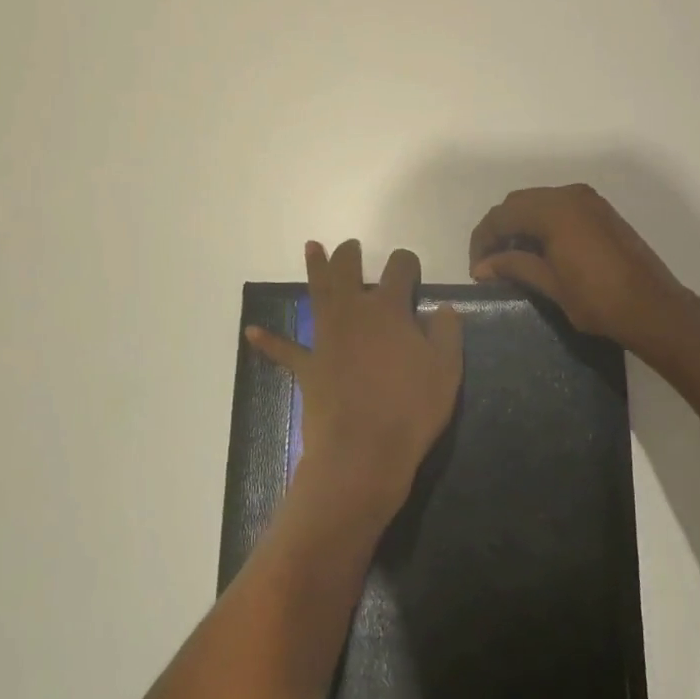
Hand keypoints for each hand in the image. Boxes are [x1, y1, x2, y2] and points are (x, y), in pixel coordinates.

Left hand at [245, 240, 463, 526]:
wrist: (363, 452)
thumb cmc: (410, 409)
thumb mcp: (446, 370)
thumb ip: (447, 333)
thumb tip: (444, 307)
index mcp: (389, 309)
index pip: (399, 269)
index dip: (407, 263)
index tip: (410, 269)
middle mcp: (353, 312)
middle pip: (349, 270)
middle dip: (351, 254)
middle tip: (352, 247)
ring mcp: (326, 337)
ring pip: (318, 293)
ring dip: (314, 268)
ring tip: (312, 247)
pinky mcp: (307, 366)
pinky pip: (284, 350)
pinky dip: (269, 341)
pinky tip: (252, 331)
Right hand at [468, 184, 698, 353]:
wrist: (655, 309)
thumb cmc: (599, 300)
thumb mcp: (551, 285)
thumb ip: (514, 267)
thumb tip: (481, 267)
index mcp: (554, 210)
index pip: (502, 215)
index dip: (483, 240)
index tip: (477, 270)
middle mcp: (569, 195)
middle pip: (518, 204)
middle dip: (499, 230)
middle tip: (490, 263)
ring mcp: (589, 201)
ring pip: (538, 203)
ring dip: (520, 226)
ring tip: (513, 259)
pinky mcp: (601, 212)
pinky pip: (560, 208)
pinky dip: (542, 224)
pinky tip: (540, 252)